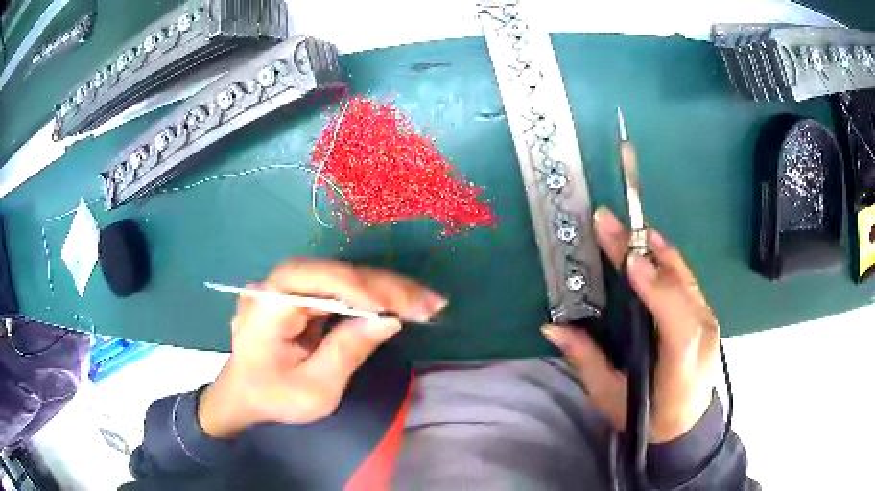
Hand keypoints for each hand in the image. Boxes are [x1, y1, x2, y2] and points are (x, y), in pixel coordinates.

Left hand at [198, 259, 446, 438]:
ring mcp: (287, 286)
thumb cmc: (273, 397)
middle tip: (430, 303)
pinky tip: (402, 301)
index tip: (400, 308)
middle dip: (384, 287)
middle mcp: (274, 284)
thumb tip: (388, 318)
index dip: (358, 288)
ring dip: (386, 288)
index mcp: (267, 306)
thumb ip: (347, 351)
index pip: (313, 279)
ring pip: (342, 275)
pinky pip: (341, 286)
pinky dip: (373, 294)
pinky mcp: (301, 293)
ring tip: (426, 302)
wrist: (244, 395)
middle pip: (334, 272)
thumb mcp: (314, 389)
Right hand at [542, 208, 718, 442]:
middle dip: (642, 253)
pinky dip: (668, 258)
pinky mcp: (707, 314)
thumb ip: (585, 360)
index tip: (628, 261)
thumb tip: (552, 326)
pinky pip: (687, 279)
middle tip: (608, 223)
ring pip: (684, 276)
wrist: (688, 424)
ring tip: (626, 228)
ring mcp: (708, 321)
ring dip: (655, 249)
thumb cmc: (647, 416)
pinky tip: (651, 244)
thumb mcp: (610, 396)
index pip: (675, 321)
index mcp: (679, 364)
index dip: (655, 288)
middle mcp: (701, 334)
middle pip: (678, 287)